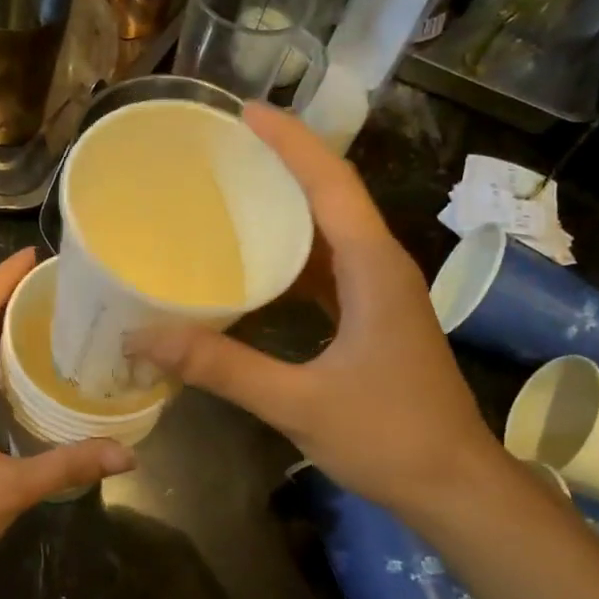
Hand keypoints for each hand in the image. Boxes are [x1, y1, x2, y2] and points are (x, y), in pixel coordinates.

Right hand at [129, 103, 500, 518]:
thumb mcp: (298, 403)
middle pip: (331, 195)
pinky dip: (291, 255)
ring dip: (287, 207)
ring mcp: (380, 293)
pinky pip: (328, 268)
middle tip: (223, 149)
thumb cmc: (388, 437)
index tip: (243, 112)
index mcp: (372, 268)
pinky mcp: (373, 318)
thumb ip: (222, 367)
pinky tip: (254, 267)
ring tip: (231, 193)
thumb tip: (145, 338)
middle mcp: (381, 267)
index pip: (330, 183)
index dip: (289, 142)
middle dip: (282, 163)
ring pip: (330, 231)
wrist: (454, 486)